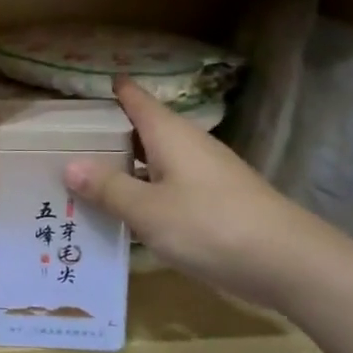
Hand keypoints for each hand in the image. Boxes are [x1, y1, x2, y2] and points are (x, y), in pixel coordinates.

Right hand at [62, 79, 341, 311]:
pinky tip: (127, 214)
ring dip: (125, 168)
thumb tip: (69, 165)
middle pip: (142, 129)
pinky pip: (169, 186)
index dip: (111, 90)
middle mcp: (188, 144)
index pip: (135, 98)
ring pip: (155, 160)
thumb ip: (108, 188)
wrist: (288, 263)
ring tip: (85, 181)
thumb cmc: (210, 225)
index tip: (79, 91)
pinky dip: (145, 192)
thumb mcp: (148, 210)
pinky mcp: (216, 201)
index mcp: (169, 133)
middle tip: (64, 144)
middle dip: (107, 135)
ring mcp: (205, 173)